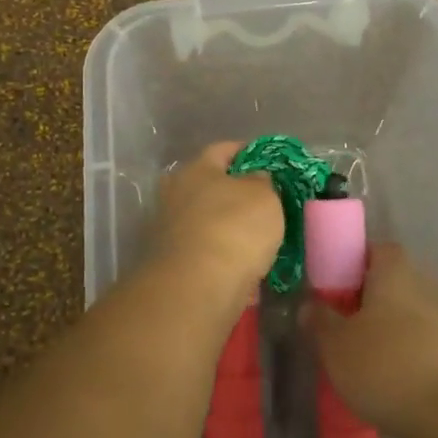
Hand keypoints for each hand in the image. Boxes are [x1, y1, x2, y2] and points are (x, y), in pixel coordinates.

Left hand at [140, 142, 283, 323]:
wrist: (196, 288)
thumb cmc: (234, 228)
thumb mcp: (263, 196)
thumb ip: (261, 182)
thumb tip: (255, 178)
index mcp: (196, 169)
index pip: (223, 149)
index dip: (248, 152)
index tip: (268, 162)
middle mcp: (175, 193)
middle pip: (209, 184)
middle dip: (233, 191)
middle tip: (263, 201)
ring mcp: (169, 229)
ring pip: (205, 219)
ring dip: (226, 225)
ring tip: (256, 236)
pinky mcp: (170, 262)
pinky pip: (204, 249)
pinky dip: (221, 253)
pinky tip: (242, 263)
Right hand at [303, 244, 437, 437]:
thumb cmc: (386, 366)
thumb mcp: (336, 345)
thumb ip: (320, 320)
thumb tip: (310, 304)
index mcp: (395, 269)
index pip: (374, 250)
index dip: (353, 266)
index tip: (335, 293)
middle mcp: (427, 281)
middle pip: (394, 282)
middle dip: (372, 301)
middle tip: (348, 330)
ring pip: (413, 313)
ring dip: (395, 329)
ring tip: (372, 362)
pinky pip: (431, 341)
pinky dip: (415, 353)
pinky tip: (400, 381)